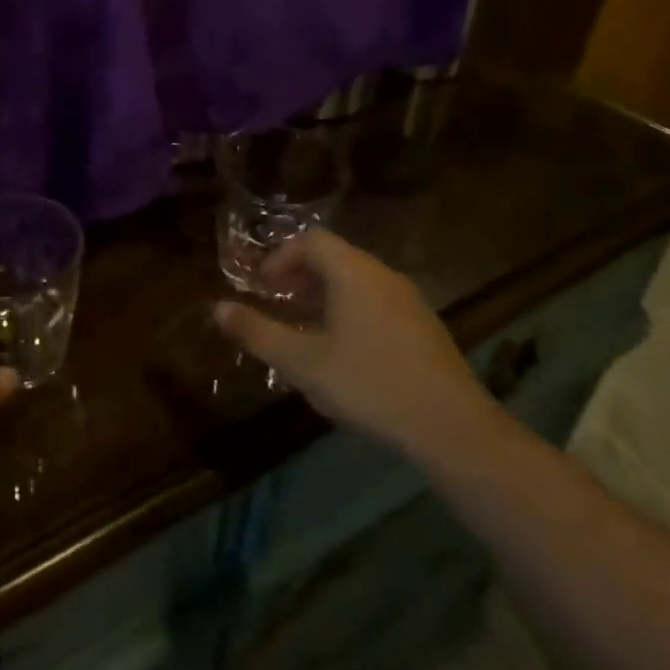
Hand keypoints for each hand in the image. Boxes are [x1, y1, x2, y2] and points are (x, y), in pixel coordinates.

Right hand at [214, 231, 497, 462]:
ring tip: (306, 329)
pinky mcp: (424, 326)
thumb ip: (258, 333)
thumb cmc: (370, 386)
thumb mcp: (303, 363)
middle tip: (278, 305)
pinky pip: (377, 301)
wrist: (453, 429)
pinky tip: (345, 351)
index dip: (280, 258)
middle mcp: (384, 275)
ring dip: (325, 295)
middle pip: (335, 257)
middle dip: (300, 276)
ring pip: (357, 280)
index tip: (263, 288)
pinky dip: (350, 309)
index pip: (311, 240)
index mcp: (354, 273)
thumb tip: (217, 308)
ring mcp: (410, 300)